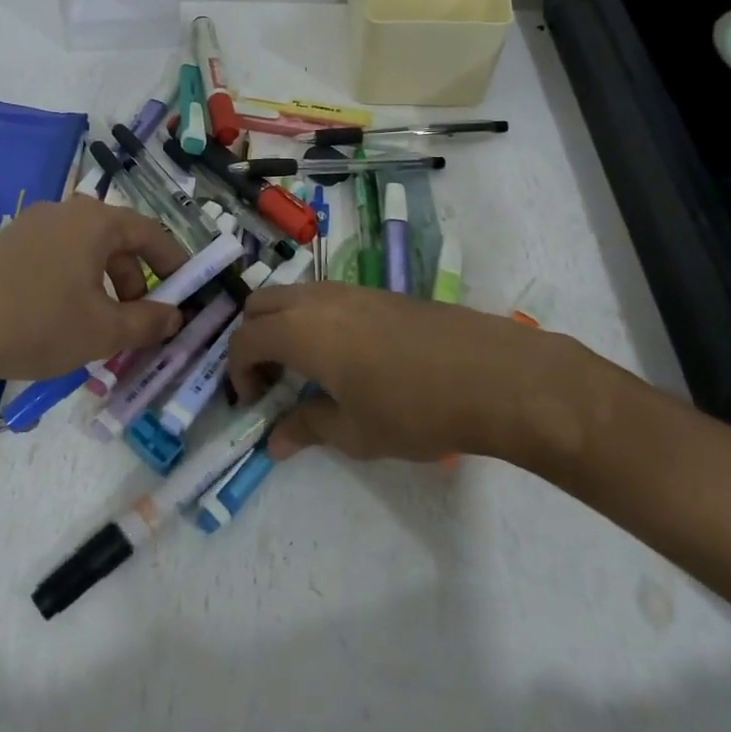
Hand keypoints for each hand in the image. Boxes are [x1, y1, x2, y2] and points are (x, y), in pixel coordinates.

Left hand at [0, 195, 188, 383]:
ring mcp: (28, 226)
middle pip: (115, 240)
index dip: (173, 260)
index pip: (149, 232)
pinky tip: (59, 318)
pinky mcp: (3, 246)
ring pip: (82, 250)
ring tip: (98, 324)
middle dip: (135, 279)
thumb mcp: (104, 331)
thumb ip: (148, 322)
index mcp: (94, 222)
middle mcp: (63, 212)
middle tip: (138, 317)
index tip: (186, 287)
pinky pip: (53, 257)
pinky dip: (71, 282)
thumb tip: (174, 316)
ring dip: (102, 283)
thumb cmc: (41, 323)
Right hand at [228, 283, 607, 463]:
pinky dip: (314, 318)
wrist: (492, 374)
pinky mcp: (381, 291)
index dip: (238, 372)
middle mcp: (317, 299)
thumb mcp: (355, 431)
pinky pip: (327, 296)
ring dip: (284, 325)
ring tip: (306, 367)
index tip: (254, 402)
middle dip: (253, 339)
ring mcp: (352, 289)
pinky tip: (347, 355)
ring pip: (295, 295)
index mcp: (300, 331)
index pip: (244, 340)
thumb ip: (308, 428)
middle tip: (270, 379)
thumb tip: (275, 442)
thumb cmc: (414, 409)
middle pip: (260, 304)